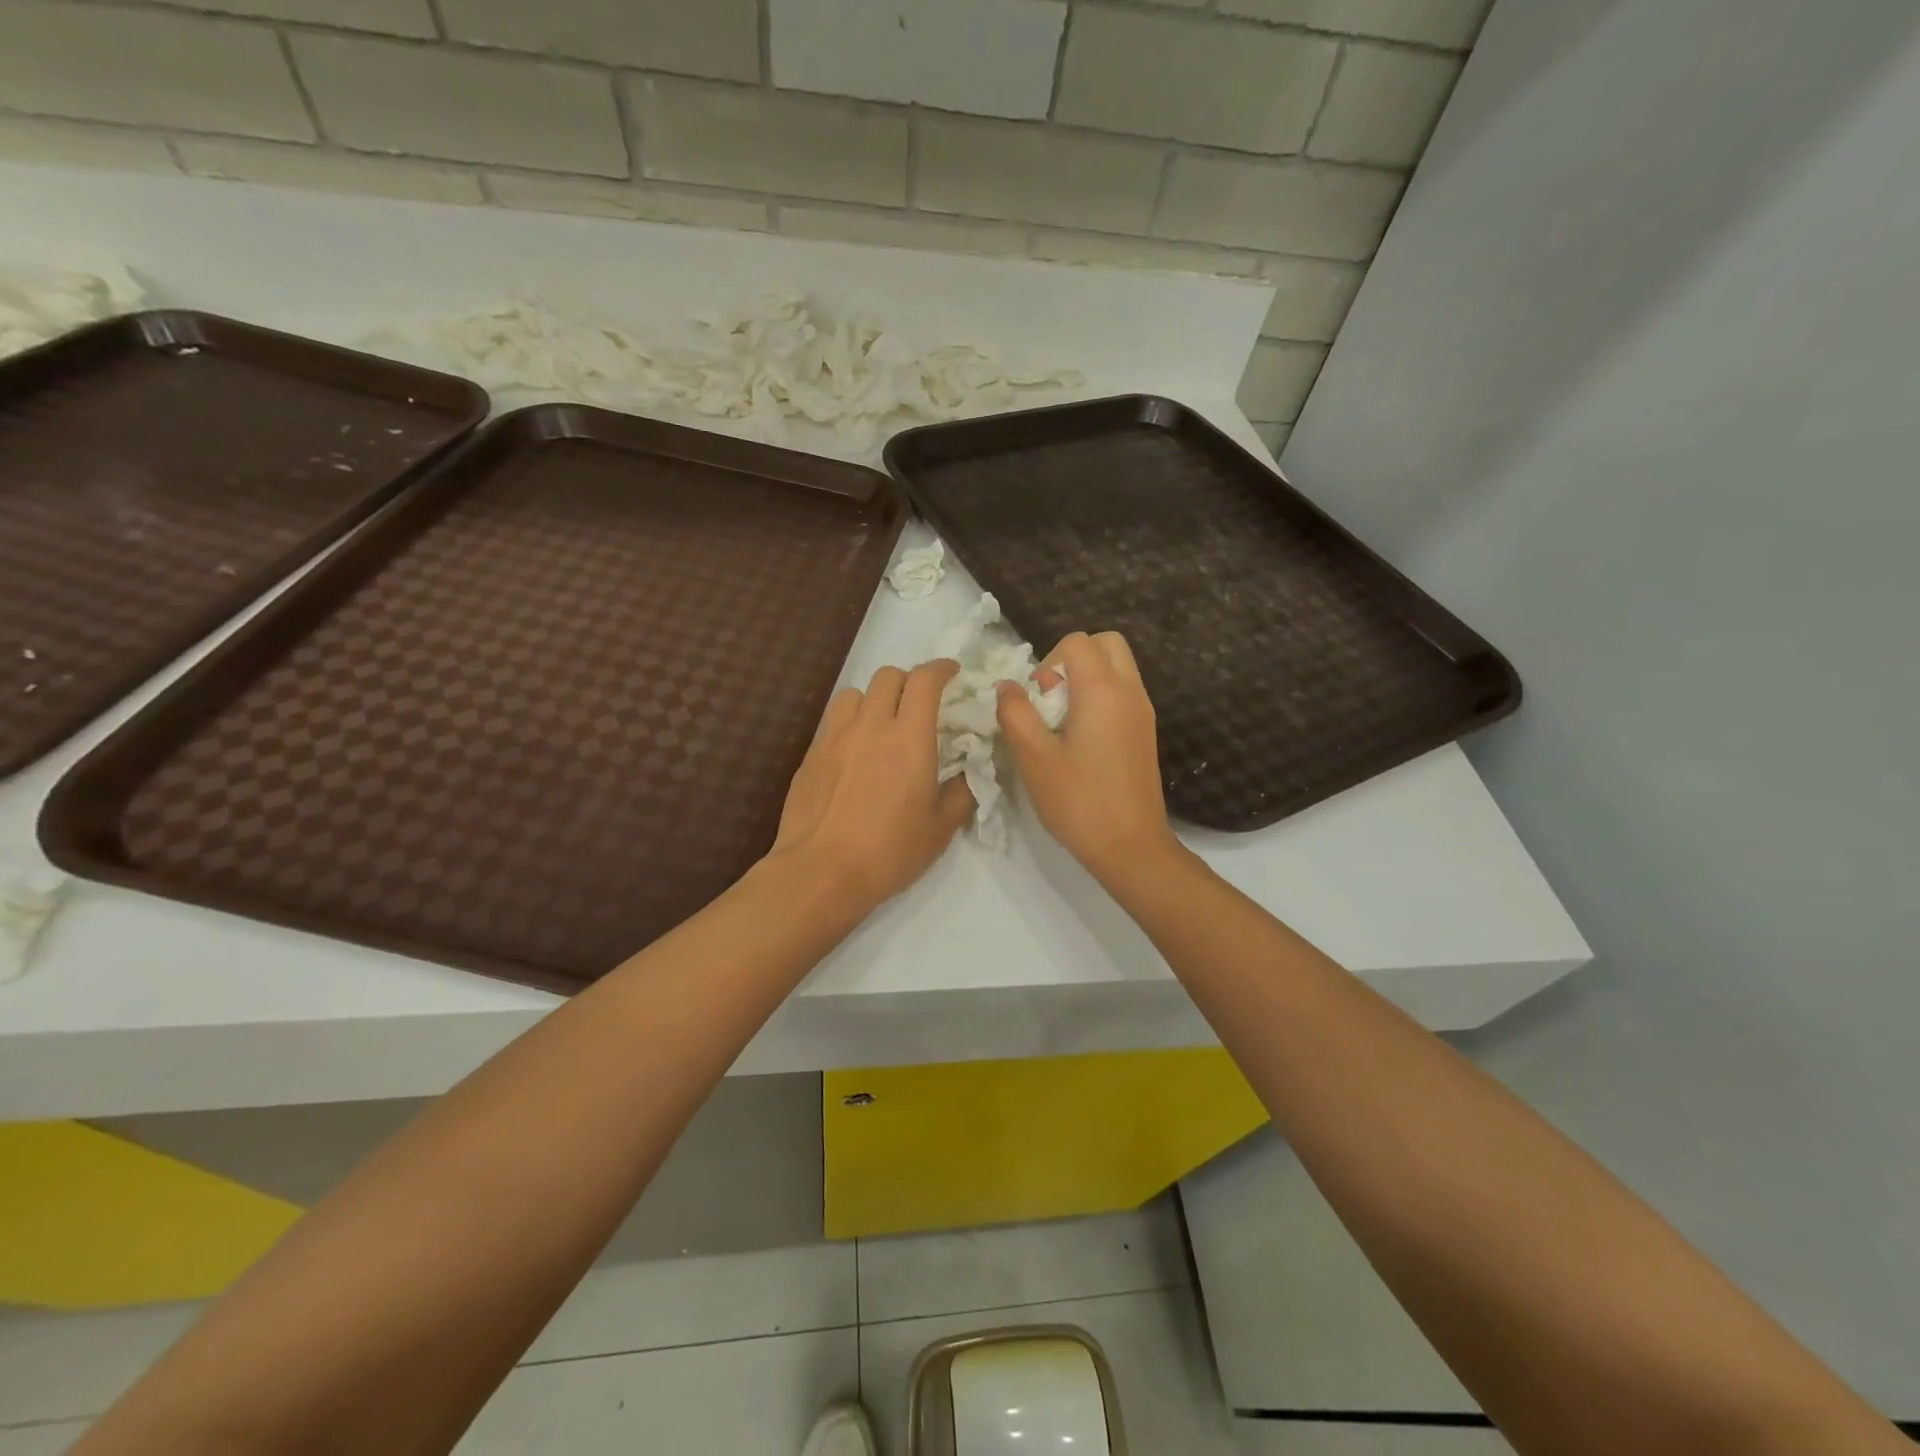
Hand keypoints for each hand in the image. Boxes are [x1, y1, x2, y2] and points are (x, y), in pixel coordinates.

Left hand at [768, 660, 974, 912]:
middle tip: (920, 702)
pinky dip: (850, 722)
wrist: (820, 871)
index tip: (952, 673)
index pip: (925, 681)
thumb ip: (961, 793)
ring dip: (874, 698)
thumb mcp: (940, 829)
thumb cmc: (889, 851)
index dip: (941, 668)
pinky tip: (854, 752)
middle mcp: (871, 725)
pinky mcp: (811, 754)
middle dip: (909, 680)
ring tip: (881, 722)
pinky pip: (833, 721)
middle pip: (888, 676)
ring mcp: (835, 737)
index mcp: (909, 738)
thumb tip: (969, 774)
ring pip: (855, 693)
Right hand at [996, 631, 1181, 884]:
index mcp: (1103, 690)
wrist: (1131, 846)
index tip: (1036, 699)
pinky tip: (1081, 741)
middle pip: (1106, 644)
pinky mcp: (1145, 732)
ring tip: (1063, 723)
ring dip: (1087, 679)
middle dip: (1073, 659)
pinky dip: (1101, 699)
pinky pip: (1123, 693)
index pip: (1077, 642)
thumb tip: (1007, 686)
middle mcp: (1130, 691)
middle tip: (1052, 699)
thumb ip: (1015, 713)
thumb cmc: (1079, 801)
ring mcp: (1143, 712)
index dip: (1047, 661)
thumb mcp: (1034, 757)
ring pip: (1117, 669)